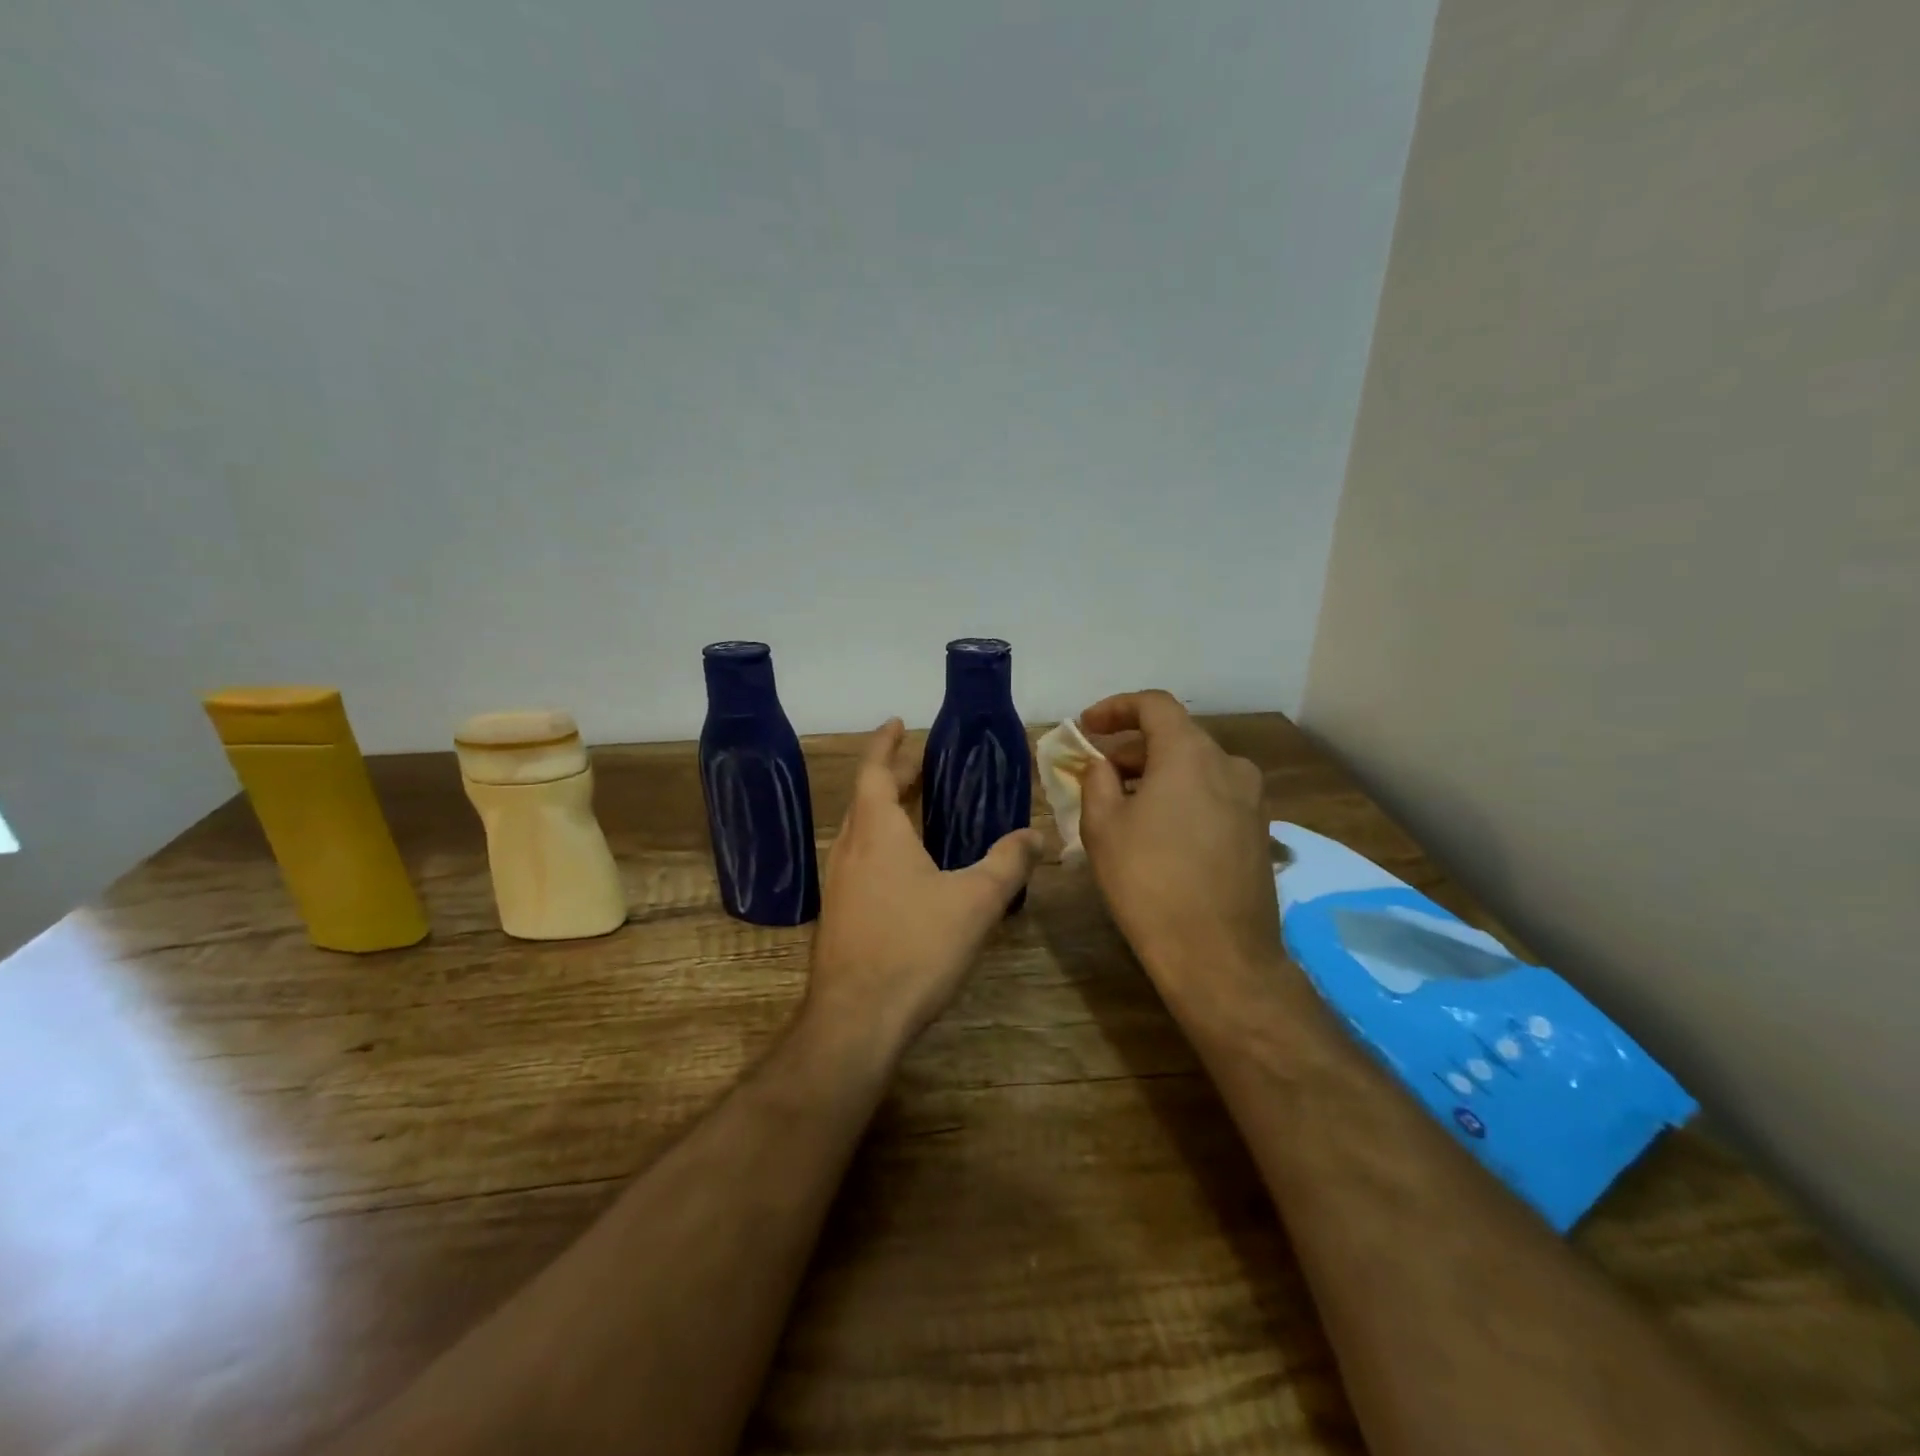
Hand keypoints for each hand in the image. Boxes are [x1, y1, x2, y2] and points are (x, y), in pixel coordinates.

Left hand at [808, 719, 1041, 1047]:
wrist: (855, 1020)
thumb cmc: (914, 947)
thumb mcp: (975, 901)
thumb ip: (1008, 863)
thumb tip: (1036, 835)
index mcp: (876, 832)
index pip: (874, 770)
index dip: (886, 744)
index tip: (898, 723)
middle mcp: (850, 849)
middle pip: (867, 797)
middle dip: (892, 775)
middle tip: (919, 763)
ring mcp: (838, 884)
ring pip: (861, 831)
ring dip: (884, 810)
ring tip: (914, 808)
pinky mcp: (838, 915)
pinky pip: (859, 860)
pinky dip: (880, 843)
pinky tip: (905, 868)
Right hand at [1078, 691, 1281, 987]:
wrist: (1220, 956)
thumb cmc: (1150, 882)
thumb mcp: (1103, 827)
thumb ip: (1097, 780)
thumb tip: (1103, 765)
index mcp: (1190, 753)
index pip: (1154, 705)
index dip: (1116, 708)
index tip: (1087, 727)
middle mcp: (1230, 765)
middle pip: (1176, 737)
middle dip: (1132, 749)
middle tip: (1097, 774)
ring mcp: (1252, 800)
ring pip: (1196, 769)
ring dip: (1157, 776)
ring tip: (1123, 806)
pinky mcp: (1259, 832)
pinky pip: (1213, 796)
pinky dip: (1182, 798)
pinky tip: (1159, 831)